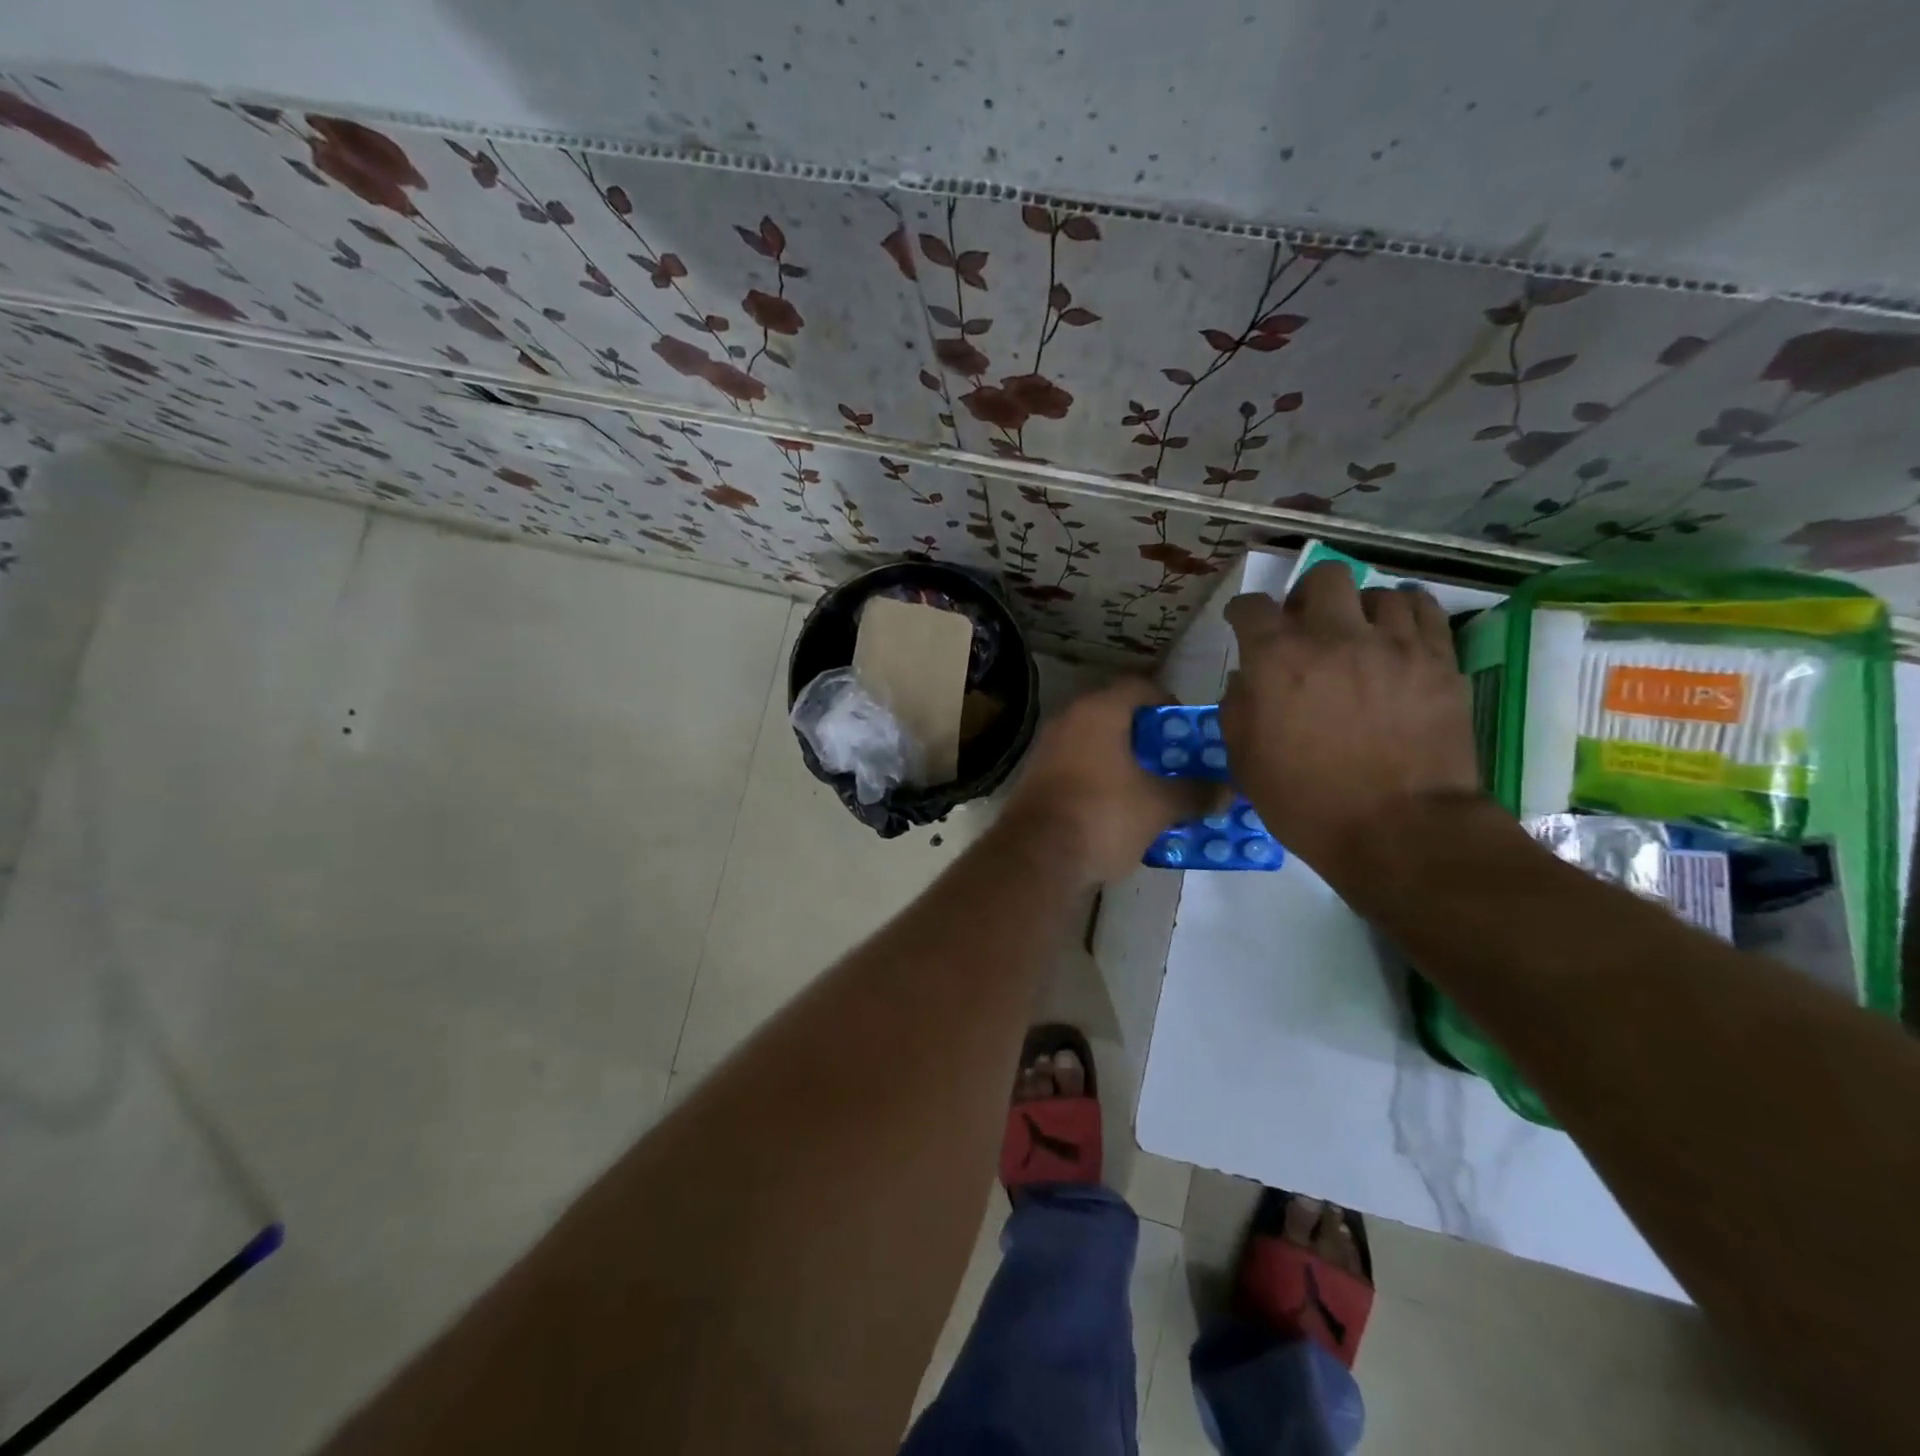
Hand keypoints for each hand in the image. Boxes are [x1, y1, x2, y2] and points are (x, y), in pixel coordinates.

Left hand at [1007, 678, 1215, 884]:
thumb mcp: (1159, 806)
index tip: (1188, 728)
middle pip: (1116, 715)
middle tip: (1176, 758)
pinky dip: (1100, 777)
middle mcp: (1069, 720)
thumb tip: (1226, 792)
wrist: (1037, 857)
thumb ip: (1194, 793)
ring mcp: (1047, 749)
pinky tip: (1120, 804)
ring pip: (1095, 743)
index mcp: (1098, 711)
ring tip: (1154, 784)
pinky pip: (1078, 766)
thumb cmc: (1103, 815)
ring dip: (1123, 759)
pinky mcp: (1037, 778)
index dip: (1168, 703)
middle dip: (1148, 736)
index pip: (1139, 687)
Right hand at [1221, 563, 1480, 891]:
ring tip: (1359, 637)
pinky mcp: (1439, 661)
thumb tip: (1246, 679)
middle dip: (1306, 596)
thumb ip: (1237, 709)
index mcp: (1277, 661)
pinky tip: (1398, 636)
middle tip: (1306, 626)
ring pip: (1378, 593)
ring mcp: (1393, 645)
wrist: (1399, 830)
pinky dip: (1405, 615)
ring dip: (1359, 610)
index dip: (1242, 612)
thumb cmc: (1307, 802)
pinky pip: (1423, 611)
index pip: (1252, 608)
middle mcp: (1334, 637)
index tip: (1242, 623)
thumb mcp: (1246, 762)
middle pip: (1323, 577)